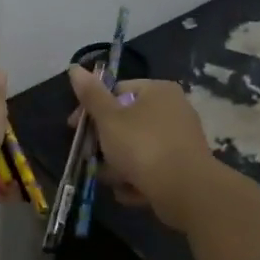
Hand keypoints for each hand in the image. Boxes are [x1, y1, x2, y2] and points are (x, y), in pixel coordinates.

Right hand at [66, 65, 214, 230]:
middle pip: (126, 123)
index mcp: (158, 91)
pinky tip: (129, 192)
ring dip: (118, 165)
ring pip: (137, 148)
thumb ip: (91, 95)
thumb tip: (74, 68)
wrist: (185, 190)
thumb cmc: (142, 146)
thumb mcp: (109, 118)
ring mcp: (180, 139)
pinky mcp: (184, 166)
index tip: (75, 130)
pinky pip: (152, 167)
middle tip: (90, 159)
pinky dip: (138, 178)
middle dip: (105, 144)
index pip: (116, 92)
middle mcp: (173, 109)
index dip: (91, 110)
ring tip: (111, 180)